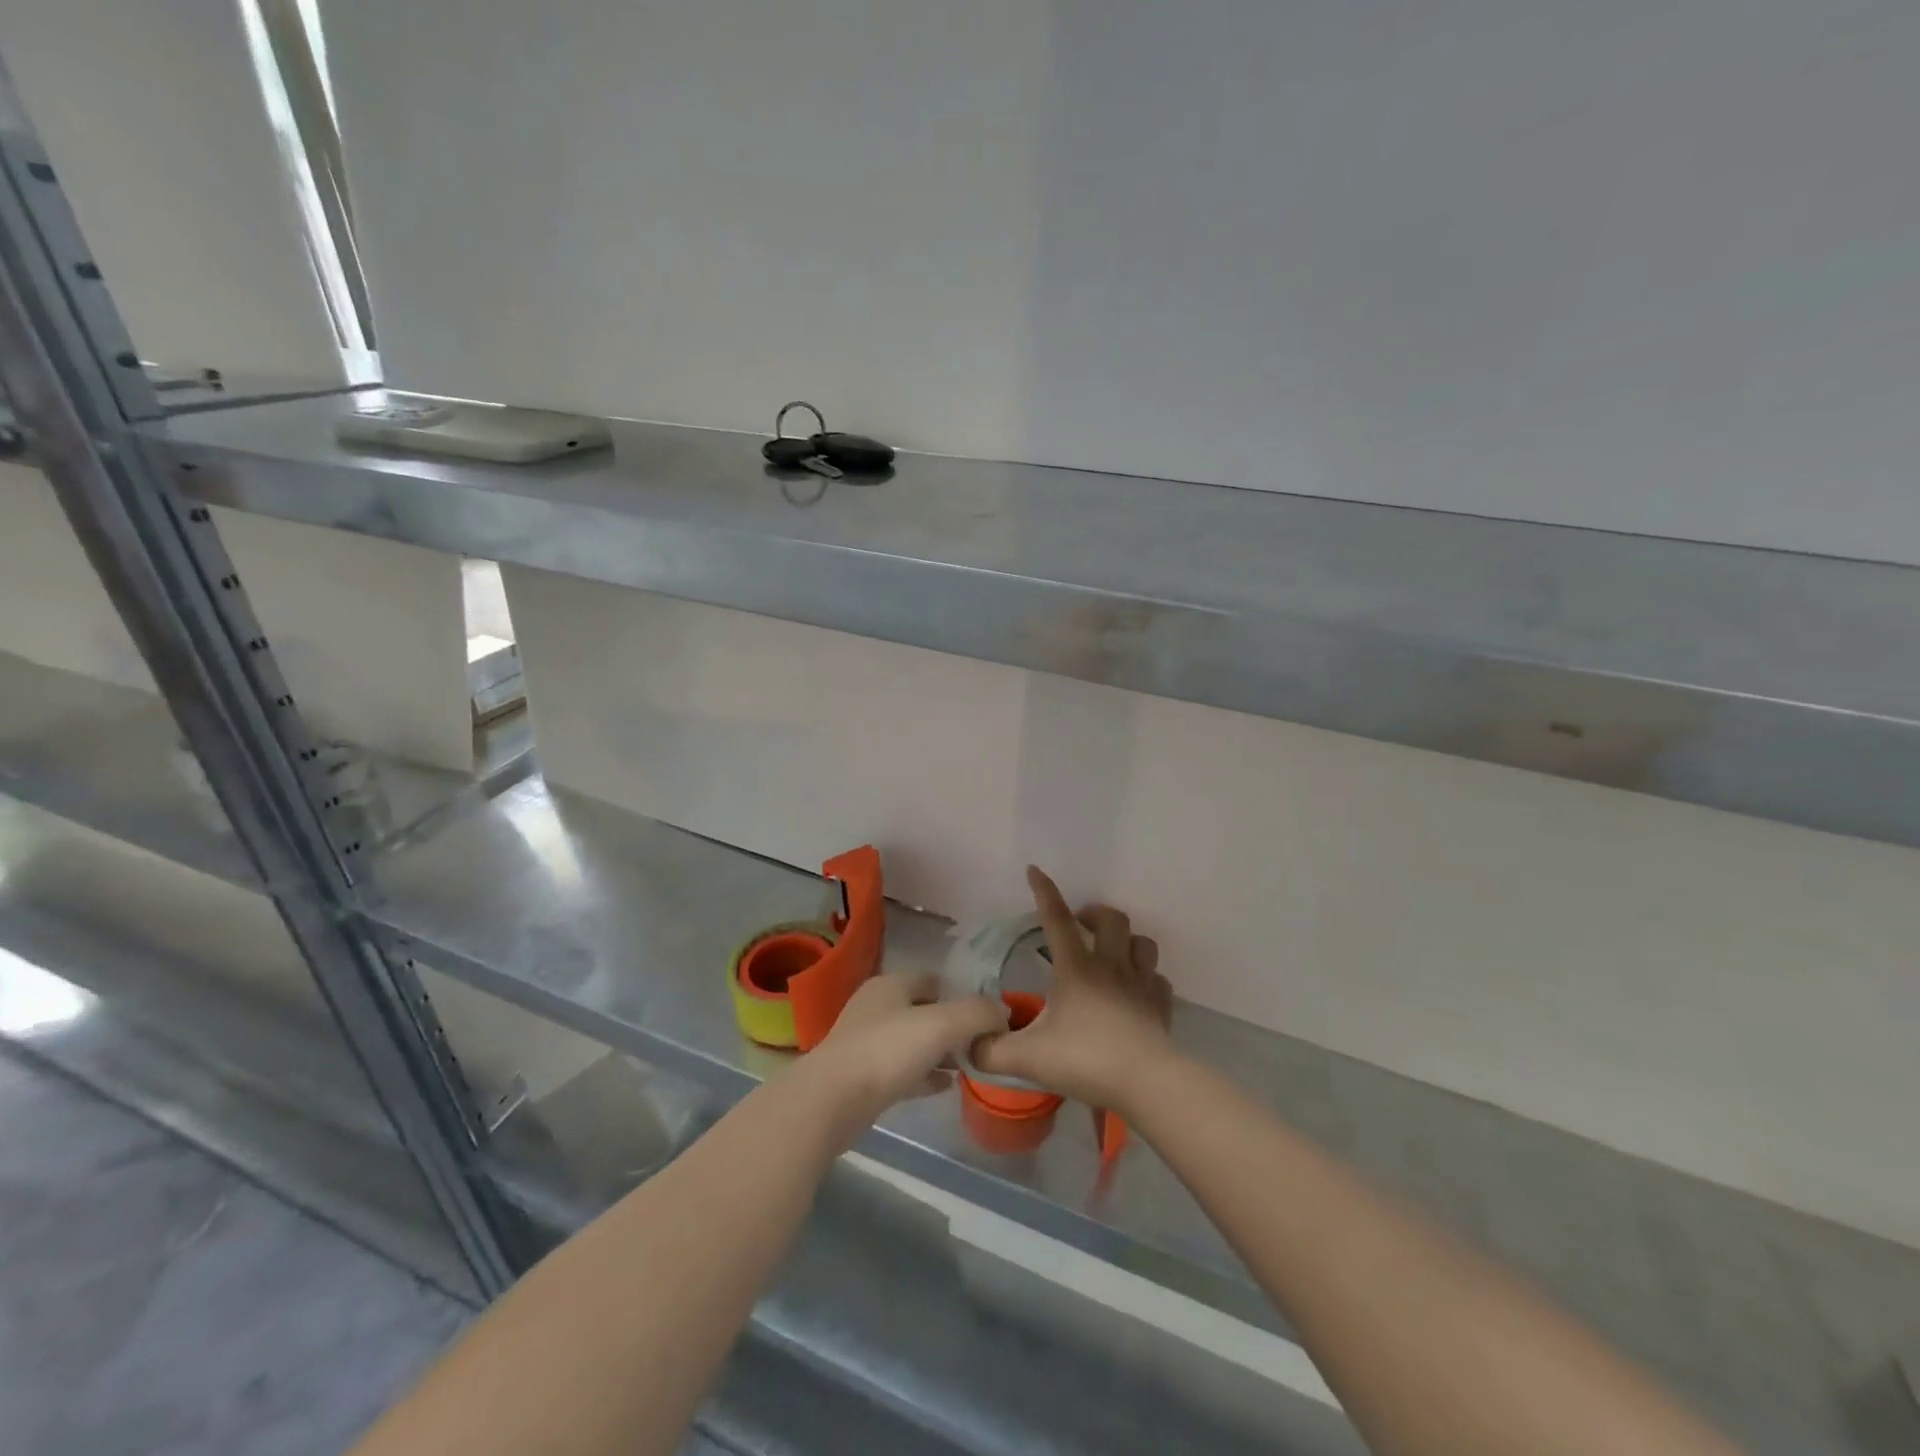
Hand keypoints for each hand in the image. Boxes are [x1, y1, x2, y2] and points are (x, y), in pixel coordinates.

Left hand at [803, 972, 1008, 1134]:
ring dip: (939, 1051)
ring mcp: (865, 1043)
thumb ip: (976, 1013)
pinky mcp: (861, 1077)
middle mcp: (876, 1007)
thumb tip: (1003, 1011)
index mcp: (890, 985)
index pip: (931, 979)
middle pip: (922, 1010)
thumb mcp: (942, 1024)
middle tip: (980, 1043)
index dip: (959, 993)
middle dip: (951, 1025)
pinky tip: (945, 1087)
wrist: (832, 1101)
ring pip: (912, 1041)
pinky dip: (924, 1074)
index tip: (985, 1015)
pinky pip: (902, 1070)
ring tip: (968, 1065)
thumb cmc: (888, 1051)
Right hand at [971, 866, 1173, 1110]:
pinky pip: (1159, 980)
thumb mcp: (1027, 1058)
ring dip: (1127, 940)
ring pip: (1142, 942)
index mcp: (1077, 968)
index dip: (1045, 892)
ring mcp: (1141, 984)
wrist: (1146, 1083)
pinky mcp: (1161, 1006)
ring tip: (1112, 952)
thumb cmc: (1085, 1060)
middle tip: (1080, 926)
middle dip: (1095, 914)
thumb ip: (991, 1050)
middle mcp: (1111, 966)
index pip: (1057, 919)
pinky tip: (1137, 991)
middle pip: (1112, 919)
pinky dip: (1148, 978)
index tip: (1035, 870)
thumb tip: (969, 1043)